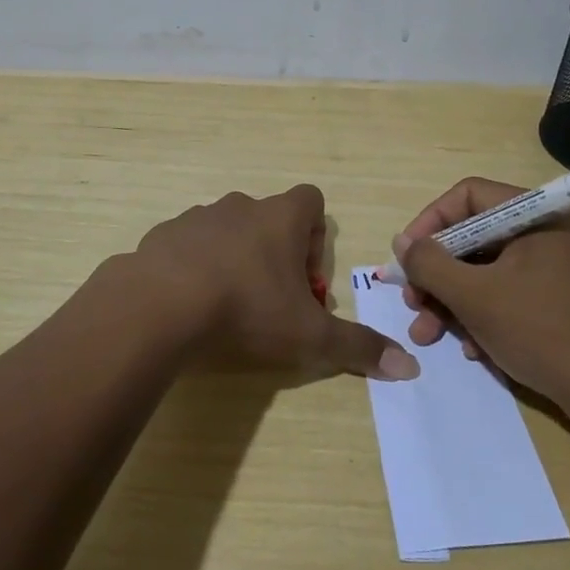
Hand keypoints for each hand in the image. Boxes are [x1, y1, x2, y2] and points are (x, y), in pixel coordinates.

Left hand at [134, 184, 419, 380]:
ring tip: (227, 306)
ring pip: (227, 230)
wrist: (159, 305)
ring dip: (234, 258)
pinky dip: (194, 266)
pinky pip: (188, 245)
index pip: (311, 202)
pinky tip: (189, 304)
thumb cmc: (246, 309)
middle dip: (275, 254)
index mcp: (280, 217)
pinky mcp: (163, 235)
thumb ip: (358, 347)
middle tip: (271, 301)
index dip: (315, 236)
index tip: (305, 279)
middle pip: (269, 218)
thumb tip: (409, 367)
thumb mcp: (309, 336)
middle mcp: (240, 206)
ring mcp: (197, 217)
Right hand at [394, 177, 569, 407]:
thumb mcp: (475, 296)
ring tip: (427, 334)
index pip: (468, 195)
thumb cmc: (542, 332)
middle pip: (472, 236)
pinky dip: (479, 315)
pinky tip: (470, 349)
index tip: (407, 256)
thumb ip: (430, 263)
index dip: (430, 222)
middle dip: (436, 273)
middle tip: (412, 302)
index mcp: (535, 216)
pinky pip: (504, 293)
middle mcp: (545, 233)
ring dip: (450, 300)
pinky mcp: (554, 301)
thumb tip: (403, 243)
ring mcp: (551, 268)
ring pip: (483, 270)